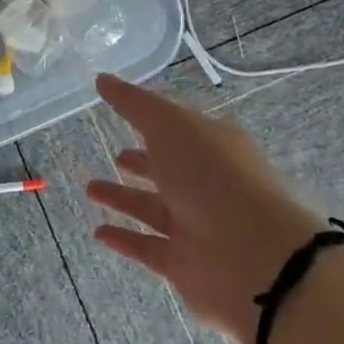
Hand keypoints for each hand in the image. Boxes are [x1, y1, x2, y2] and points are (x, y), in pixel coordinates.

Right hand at [86, 75, 321, 343]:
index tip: (125, 114)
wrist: (253, 257)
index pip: (180, 129)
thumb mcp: (169, 124)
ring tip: (90, 188)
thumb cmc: (211, 175)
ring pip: (154, 208)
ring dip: (124, 198)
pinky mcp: (186, 264)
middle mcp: (208, 183)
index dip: (153, 121)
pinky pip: (149, 247)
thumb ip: (133, 102)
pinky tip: (99, 231)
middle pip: (169, 170)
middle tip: (115, 155)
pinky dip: (125, 239)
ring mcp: (198, 225)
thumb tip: (102, 79)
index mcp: (213, 145)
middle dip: (142, 162)